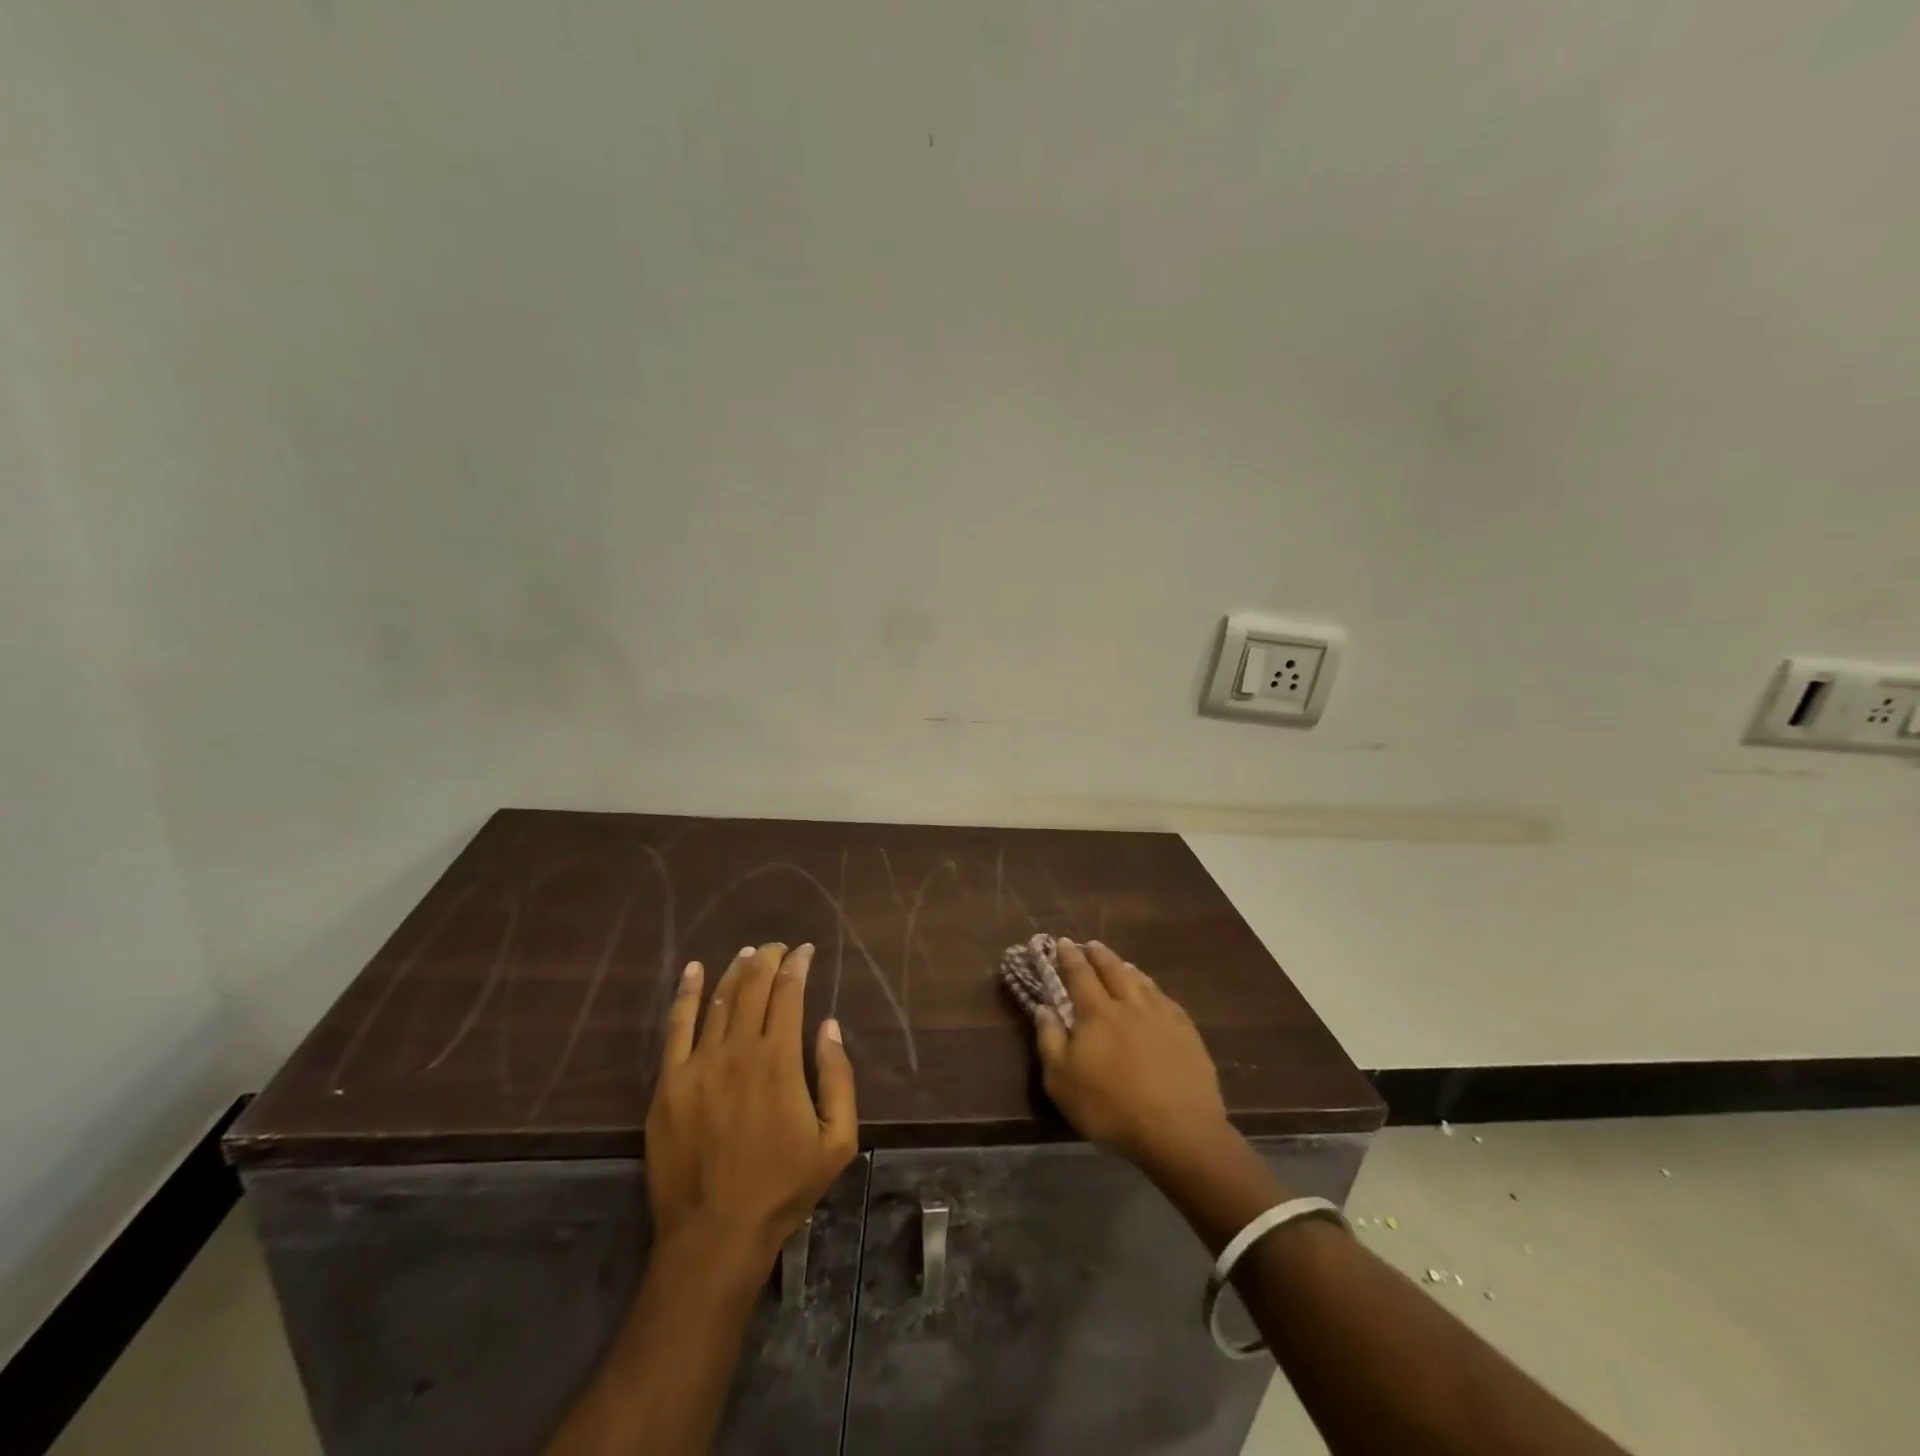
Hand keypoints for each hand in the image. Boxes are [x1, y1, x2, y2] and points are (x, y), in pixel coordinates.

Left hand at [645, 943, 857, 1270]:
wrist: (714, 1235)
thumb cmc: (783, 1188)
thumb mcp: (836, 1140)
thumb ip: (838, 1077)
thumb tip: (829, 1026)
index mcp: (779, 1061)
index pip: (789, 994)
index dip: (798, 966)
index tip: (806, 951)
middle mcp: (738, 1051)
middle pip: (753, 987)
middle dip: (769, 959)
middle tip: (779, 947)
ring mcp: (698, 1065)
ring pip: (719, 1000)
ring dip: (736, 970)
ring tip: (748, 953)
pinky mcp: (668, 1083)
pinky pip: (676, 1026)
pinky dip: (687, 993)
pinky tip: (695, 970)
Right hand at [1034, 939, 1230, 1173]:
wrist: (1178, 1130)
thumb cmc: (1110, 1107)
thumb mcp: (1062, 1081)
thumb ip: (1050, 1040)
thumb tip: (1043, 1007)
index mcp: (1097, 1013)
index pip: (1079, 974)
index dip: (1069, 957)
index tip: (1062, 942)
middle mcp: (1129, 1005)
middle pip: (1113, 970)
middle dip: (1099, 955)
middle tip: (1091, 945)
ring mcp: (1162, 1016)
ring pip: (1142, 981)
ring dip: (1127, 968)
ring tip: (1121, 963)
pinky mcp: (1187, 1033)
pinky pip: (1167, 1000)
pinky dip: (1155, 990)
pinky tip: (1156, 994)